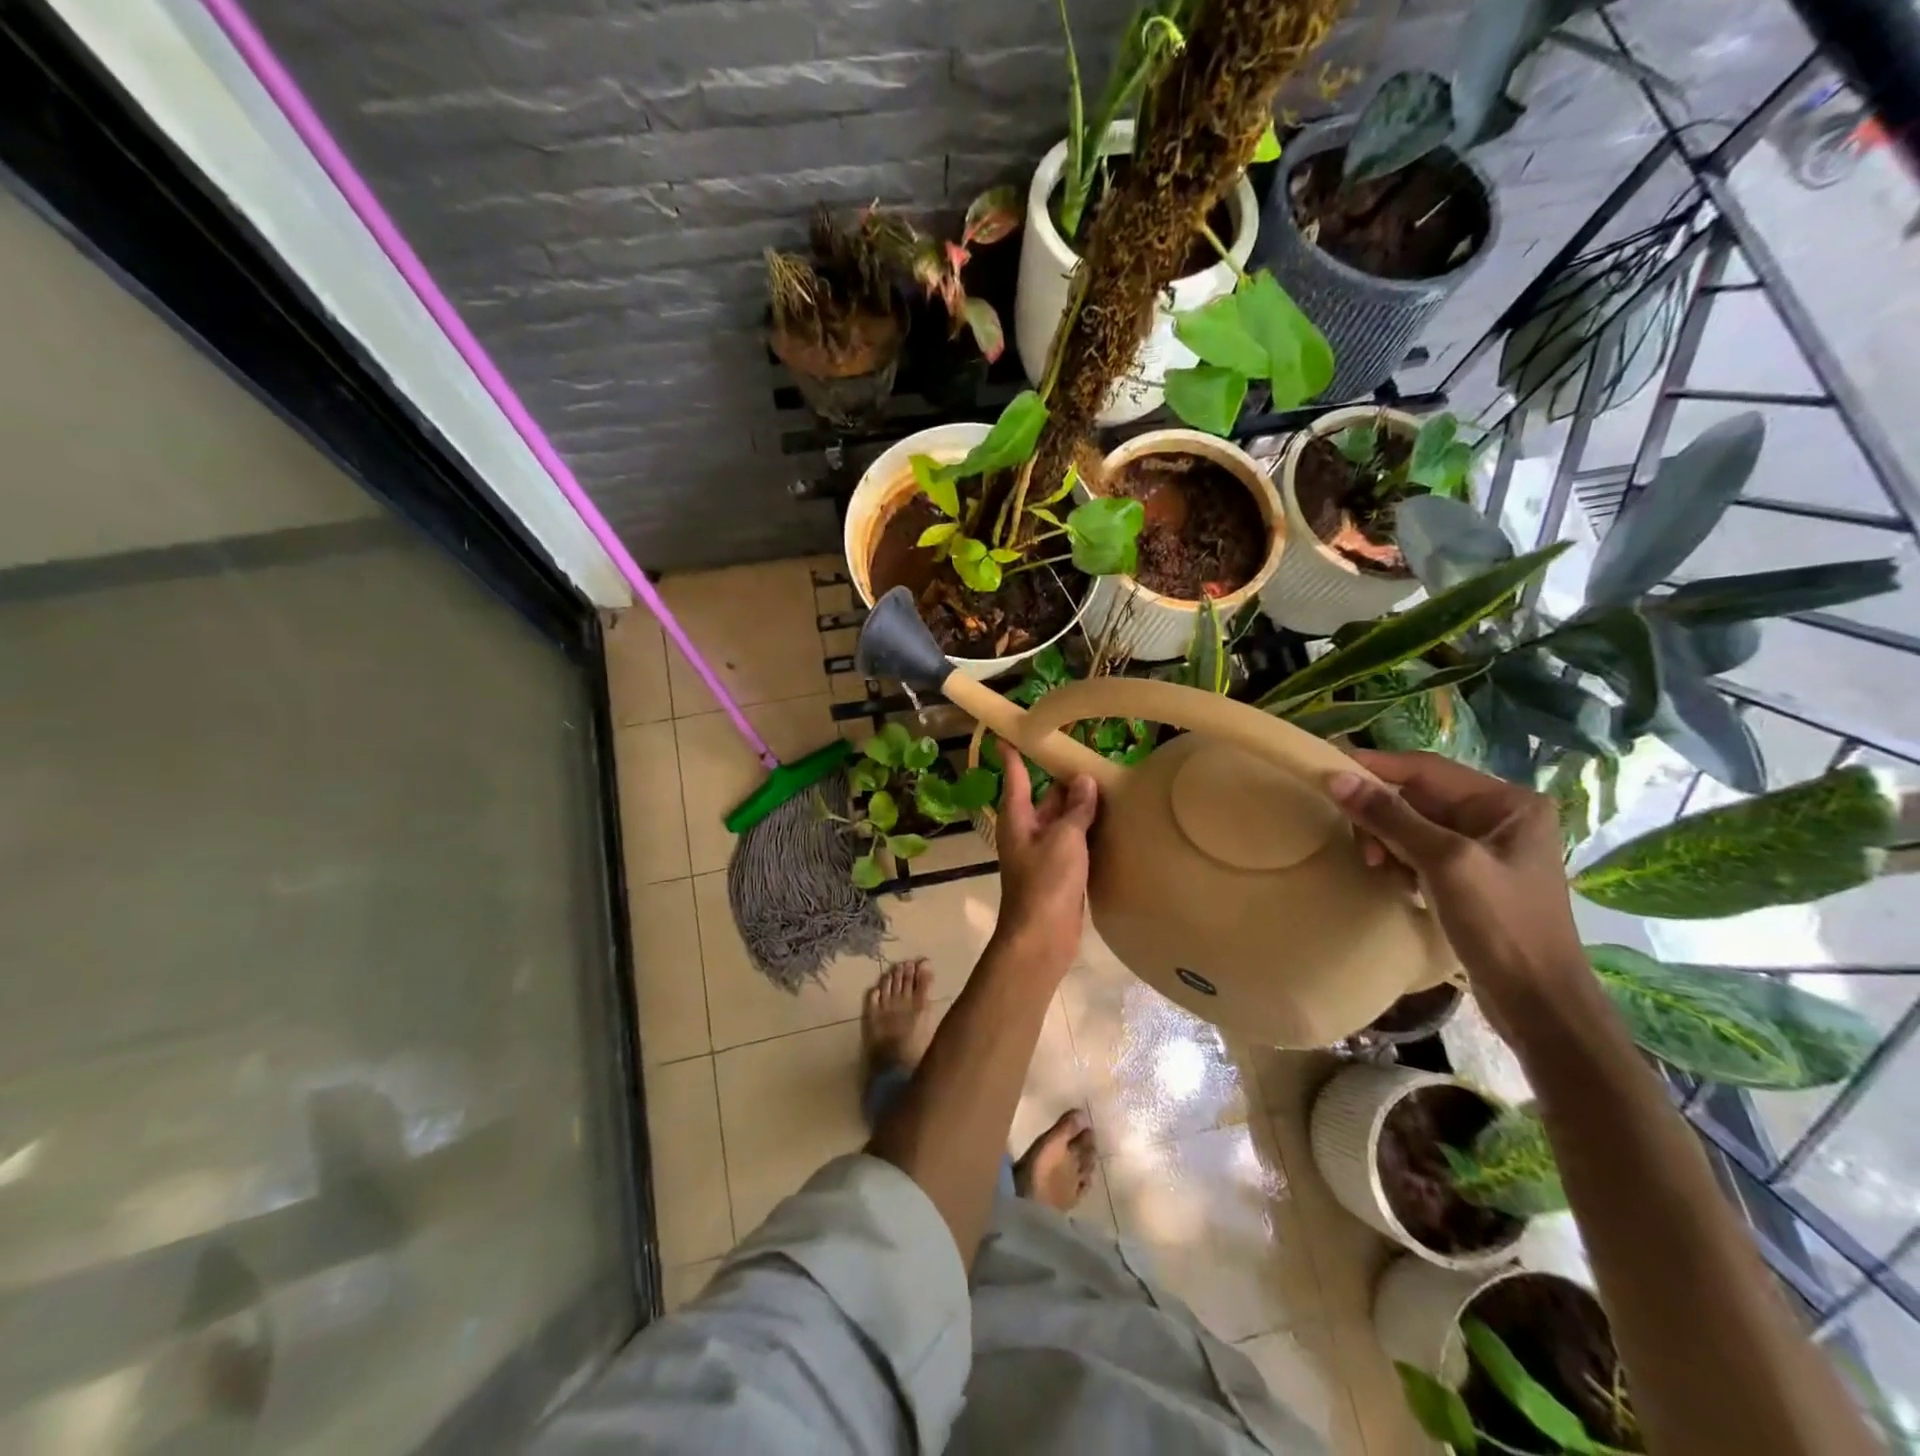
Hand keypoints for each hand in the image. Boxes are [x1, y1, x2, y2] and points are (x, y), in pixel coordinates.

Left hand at [994, 747, 1097, 978]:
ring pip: (1062, 819)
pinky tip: (1110, 821)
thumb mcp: (1064, 839)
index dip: (1013, 754)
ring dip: (1080, 805)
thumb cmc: (1046, 882)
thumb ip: (1077, 809)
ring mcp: (1043, 852)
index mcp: (1017, 817)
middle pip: (1046, 797)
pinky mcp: (1059, 872)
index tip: (1010, 732)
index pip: (1016, 776)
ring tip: (1108, 781)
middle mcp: (1027, 830)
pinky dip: (1088, 830)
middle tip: (1091, 754)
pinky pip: (1073, 842)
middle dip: (1064, 779)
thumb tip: (1085, 780)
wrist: (1042, 937)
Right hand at [1327, 750, 1589, 1029]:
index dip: (1375, 767)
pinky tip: (1396, 883)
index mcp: (1507, 802)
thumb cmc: (1501, 925)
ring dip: (1387, 841)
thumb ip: (1390, 817)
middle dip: (1381, 816)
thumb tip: (1336, 777)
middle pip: (1416, 796)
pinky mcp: (1471, 875)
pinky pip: (1420, 850)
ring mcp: (1485, 847)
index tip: (1326, 770)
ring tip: (1378, 869)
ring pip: (1413, 824)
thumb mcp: (1443, 863)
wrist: (1538, 1004)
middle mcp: (1499, 816)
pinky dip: (1399, 860)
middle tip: (1362, 847)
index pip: (1425, 768)